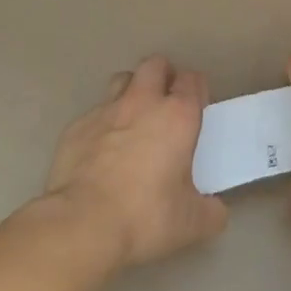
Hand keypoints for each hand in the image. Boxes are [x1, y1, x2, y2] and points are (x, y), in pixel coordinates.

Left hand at [45, 55, 226, 266]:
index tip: (197, 107)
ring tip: (133, 118)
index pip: (192, 80)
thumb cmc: (145, 216)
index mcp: (178, 116)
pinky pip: (94, 113)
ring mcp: (106, 111)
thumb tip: (215, 210)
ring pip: (122, 80)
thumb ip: (211, 211)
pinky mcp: (75, 127)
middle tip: (165, 103)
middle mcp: (143, 103)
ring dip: (131, 92)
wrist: (82, 224)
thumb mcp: (193, 223)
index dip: (196, 89)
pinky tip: (101, 150)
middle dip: (163, 76)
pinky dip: (102, 124)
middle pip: (155, 65)